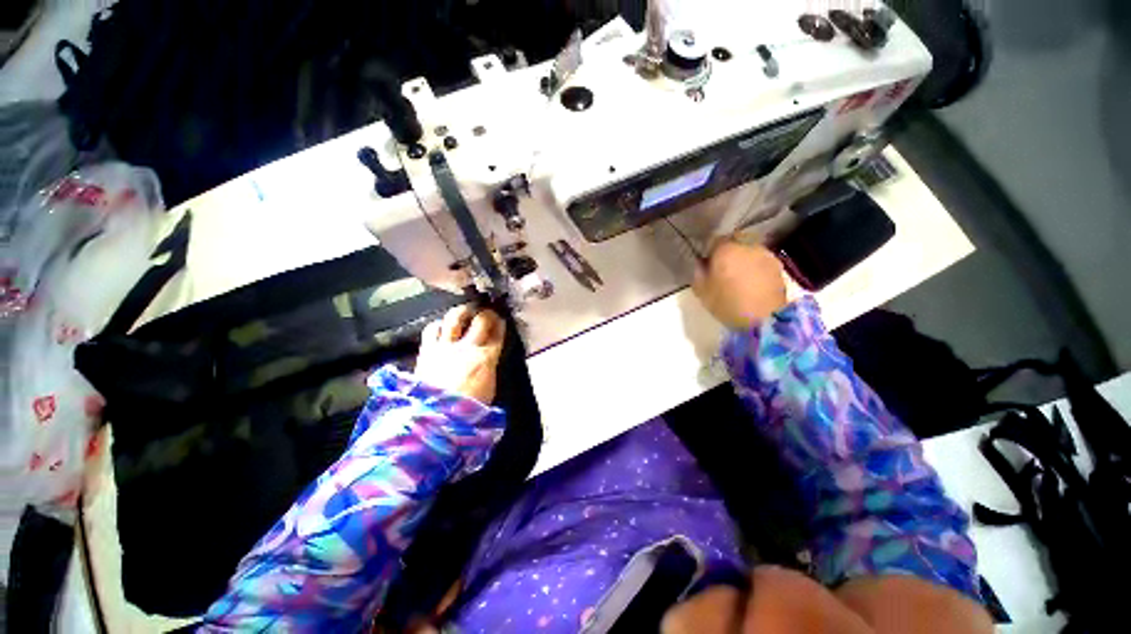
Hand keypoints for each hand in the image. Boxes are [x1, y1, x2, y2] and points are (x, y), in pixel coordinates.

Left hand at [414, 305, 505, 404]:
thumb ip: (489, 366)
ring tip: (463, 313)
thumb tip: (488, 357)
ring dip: (461, 313)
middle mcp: (466, 346)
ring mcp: (445, 346)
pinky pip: (432, 329)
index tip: (501, 319)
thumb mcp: (489, 387)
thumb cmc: (468, 407)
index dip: (500, 323)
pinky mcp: (426, 351)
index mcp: (486, 357)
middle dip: (486, 313)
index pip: (497, 332)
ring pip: (454, 318)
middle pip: (480, 319)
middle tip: (486, 312)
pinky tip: (441, 328)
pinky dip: (439, 325)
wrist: (435, 417)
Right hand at [692, 241, 788, 330]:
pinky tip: (753, 281)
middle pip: (735, 241)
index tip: (708, 263)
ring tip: (740, 275)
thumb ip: (699, 272)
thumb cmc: (727, 303)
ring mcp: (765, 254)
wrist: (764, 318)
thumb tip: (701, 263)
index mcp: (725, 249)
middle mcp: (747, 246)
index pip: (714, 240)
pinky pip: (762, 260)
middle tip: (724, 267)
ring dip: (744, 258)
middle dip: (729, 250)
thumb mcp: (702, 291)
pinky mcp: (778, 266)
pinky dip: (756, 266)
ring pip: (750, 249)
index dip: (710, 251)